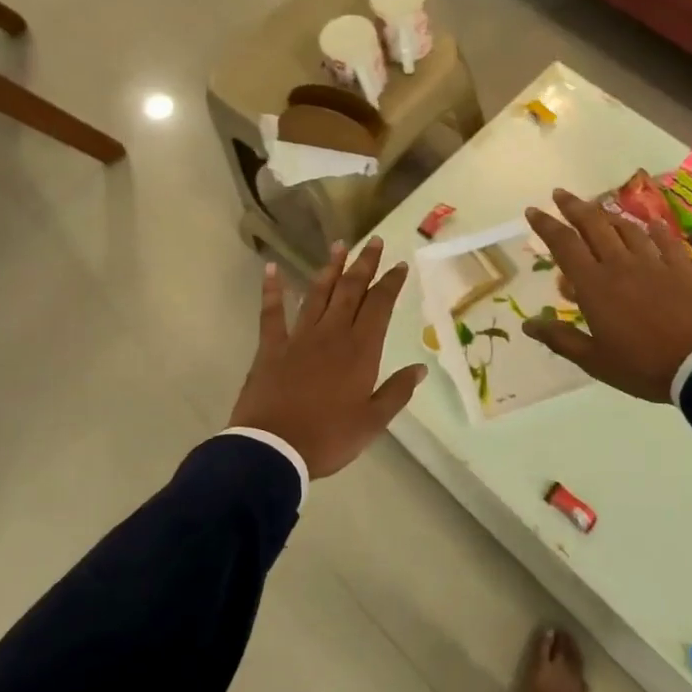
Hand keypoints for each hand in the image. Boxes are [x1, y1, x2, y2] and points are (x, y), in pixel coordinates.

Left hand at [229, 238, 429, 480]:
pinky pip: (271, 312)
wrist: (274, 449)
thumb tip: (420, 369)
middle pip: (351, 290)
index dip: (391, 283)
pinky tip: (273, 268)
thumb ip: (397, 392)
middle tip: (374, 242)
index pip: (380, 306)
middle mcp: (332, 334)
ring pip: (318, 294)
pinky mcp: (271, 347)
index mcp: (360, 350)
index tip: (399, 265)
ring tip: (340, 245)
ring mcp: (299, 337)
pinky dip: (273, 289)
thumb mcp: (373, 422)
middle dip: (364, 264)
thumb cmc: (328, 438)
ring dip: (330, 269)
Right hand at [523, 189, 691, 402]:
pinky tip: (651, 224)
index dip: (546, 225)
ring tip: (598, 209)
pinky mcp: (681, 269)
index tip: (533, 210)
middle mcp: (620, 264)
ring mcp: (654, 263)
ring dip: (608, 215)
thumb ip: (560, 338)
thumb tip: (527, 324)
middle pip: (593, 225)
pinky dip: (654, 230)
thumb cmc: (641, 366)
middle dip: (574, 207)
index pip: (564, 244)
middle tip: (561, 194)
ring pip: (627, 228)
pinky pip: (665, 241)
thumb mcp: (594, 360)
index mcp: (595, 285)